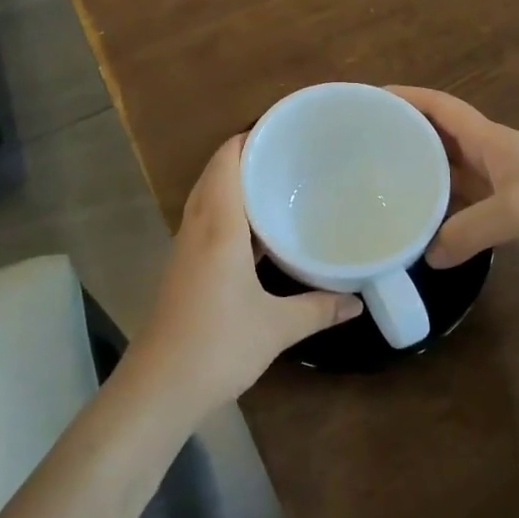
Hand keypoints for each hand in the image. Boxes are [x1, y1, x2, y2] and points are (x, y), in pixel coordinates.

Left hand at [134, 135, 362, 415]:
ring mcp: (186, 249)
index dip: (249, 138)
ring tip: (277, 182)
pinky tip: (257, 231)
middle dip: (246, 156)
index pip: (226, 162)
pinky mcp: (184, 269)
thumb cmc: (218, 346)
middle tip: (288, 153)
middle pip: (215, 174)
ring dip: (235, 184)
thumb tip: (359, 300)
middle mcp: (197, 228)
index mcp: (218, 227)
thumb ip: (320, 308)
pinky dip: (229, 212)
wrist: (158, 388)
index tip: (284, 129)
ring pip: (208, 198)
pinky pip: (206, 222)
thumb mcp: (277, 327)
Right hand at [389, 86, 518, 282]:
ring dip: (421, 181)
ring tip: (378, 190)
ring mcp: (500, 191)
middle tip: (361, 151)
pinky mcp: (510, 221)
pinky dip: (442, 219)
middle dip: (404, 139)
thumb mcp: (516, 212)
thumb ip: (467, 231)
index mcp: (491, 140)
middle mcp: (490, 159)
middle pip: (439, 141)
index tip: (370, 98)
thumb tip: (428, 256)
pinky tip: (419, 232)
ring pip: (450, 179)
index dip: (407, 98)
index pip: (441, 108)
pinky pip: (465, 213)